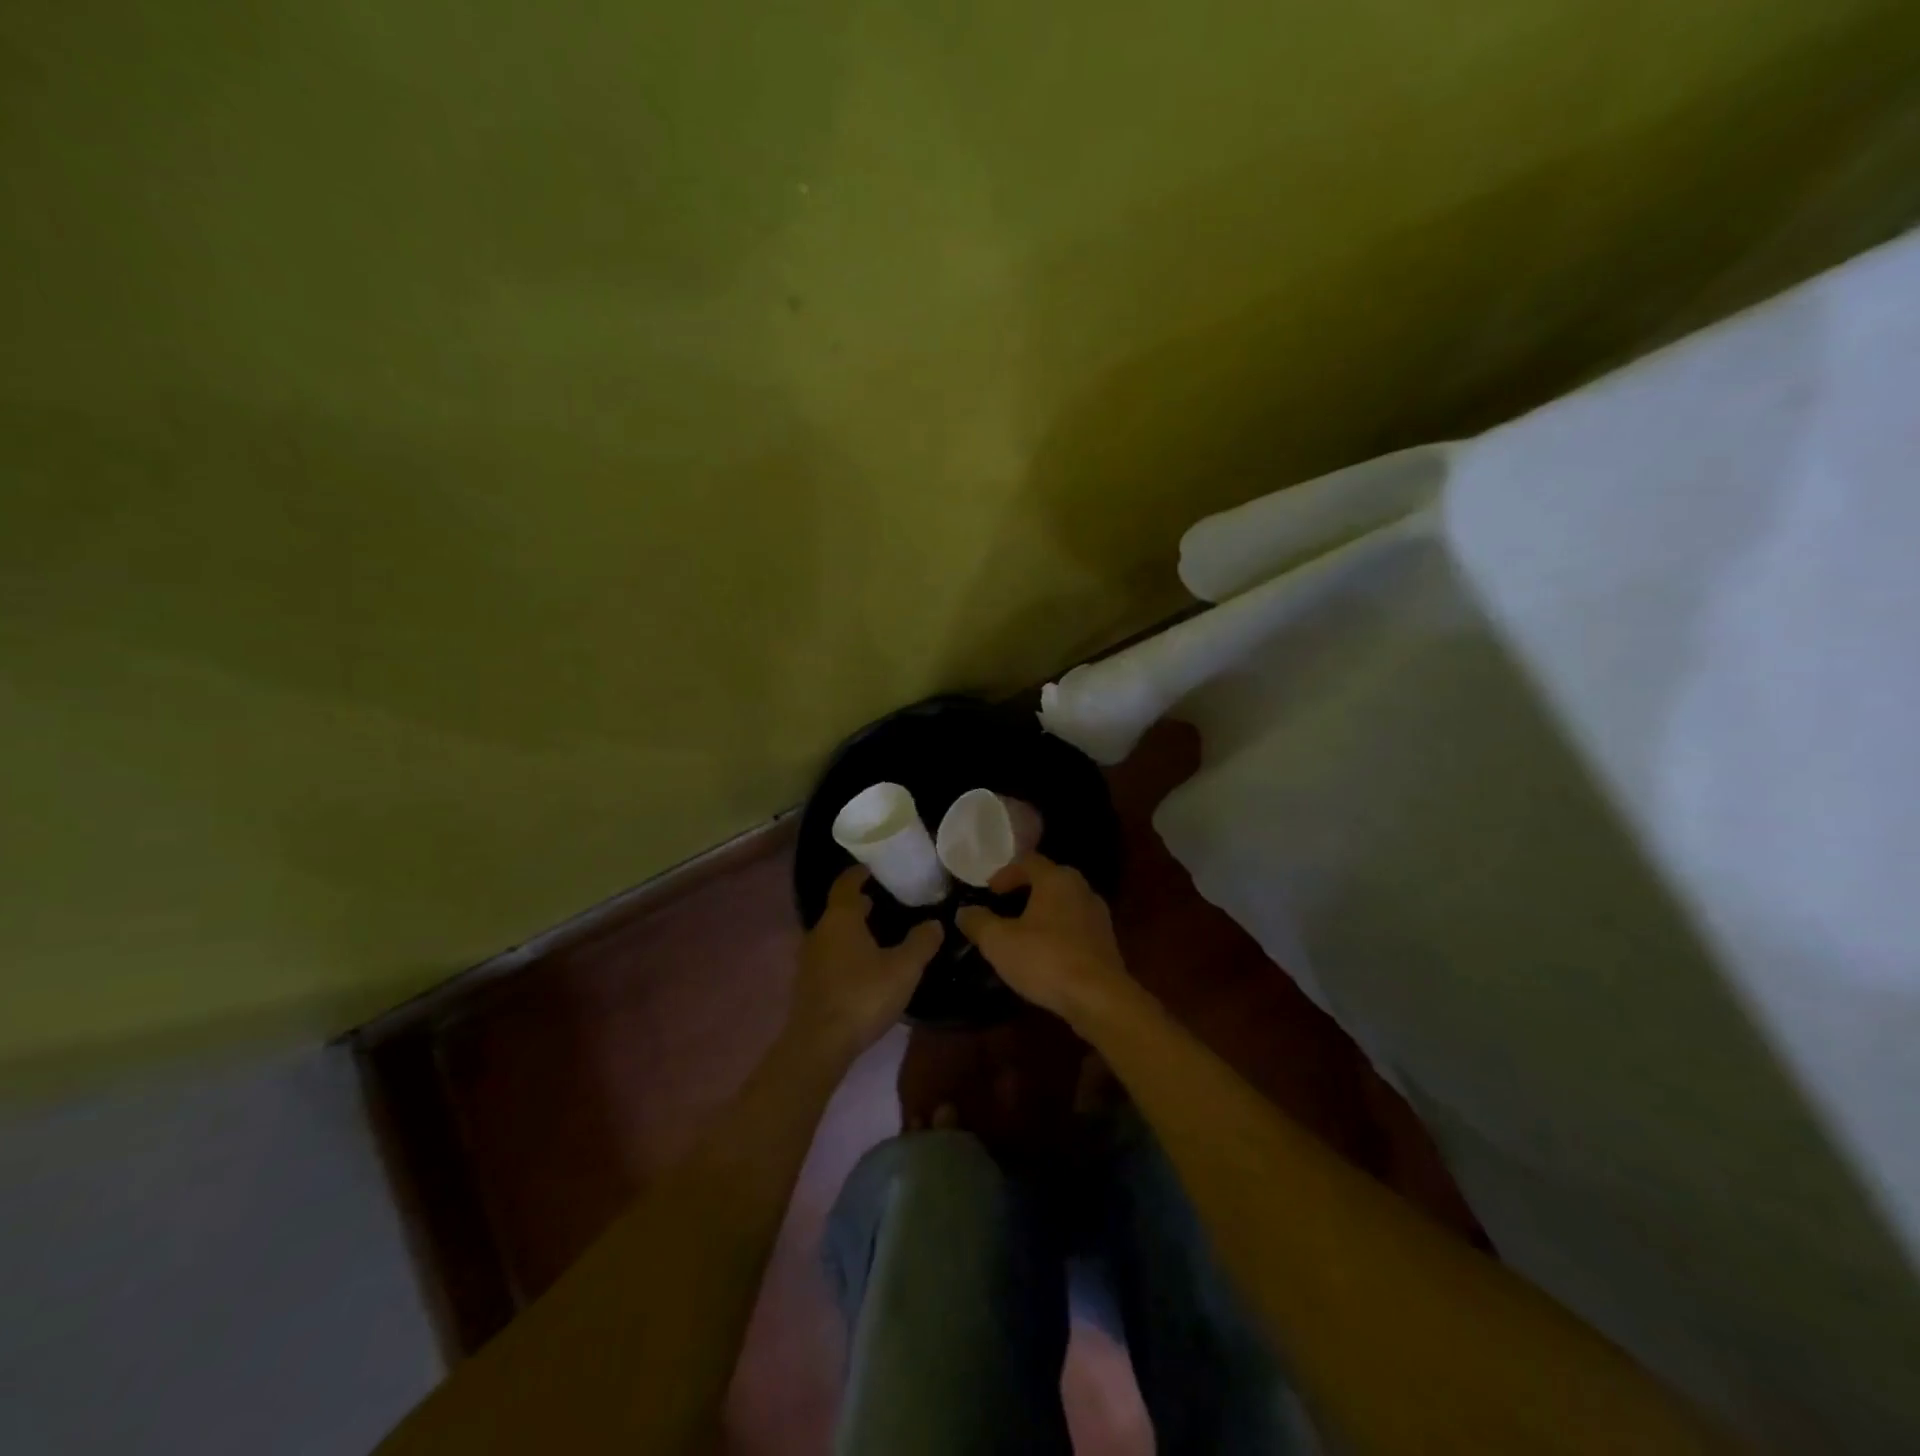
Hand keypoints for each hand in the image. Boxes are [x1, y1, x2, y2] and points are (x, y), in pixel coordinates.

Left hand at [791, 868, 943, 1058]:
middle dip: (858, 903)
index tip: (872, 868)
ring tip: (877, 933)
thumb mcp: (903, 968)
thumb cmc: (863, 996)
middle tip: (883, 900)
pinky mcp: (807, 983)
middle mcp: (819, 932)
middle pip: (839, 908)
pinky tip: (863, 966)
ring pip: (833, 933)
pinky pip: (828, 955)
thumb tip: (934, 923)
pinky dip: (845, 950)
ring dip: (852, 929)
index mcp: (841, 919)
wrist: (819, 1044)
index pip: (846, 884)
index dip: (858, 873)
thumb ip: (921, 943)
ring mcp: (809, 959)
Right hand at [955, 855, 1131, 1025]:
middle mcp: (1082, 889)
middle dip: (1024, 891)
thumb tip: (964, 911)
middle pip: (1048, 880)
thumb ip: (978, 922)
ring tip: (1021, 933)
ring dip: (1042, 913)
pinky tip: (1044, 954)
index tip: (989, 892)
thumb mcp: (998, 941)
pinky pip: (1075, 926)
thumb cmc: (1045, 959)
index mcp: (1057, 879)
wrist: (1099, 998)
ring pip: (1063, 904)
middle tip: (1003, 908)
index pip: (1028, 861)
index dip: (1005, 873)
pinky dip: (1057, 932)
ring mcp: (1098, 915)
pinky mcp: (1106, 941)